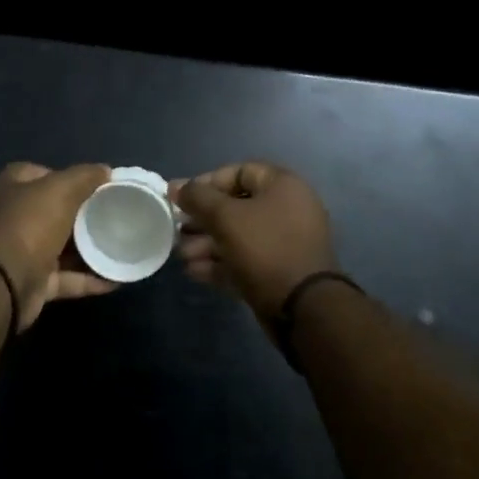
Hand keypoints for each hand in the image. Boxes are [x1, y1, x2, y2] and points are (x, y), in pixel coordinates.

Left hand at [0, 162, 115, 330]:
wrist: (4, 283)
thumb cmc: (29, 225)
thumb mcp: (61, 189)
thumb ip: (84, 176)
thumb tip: (105, 170)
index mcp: (12, 188)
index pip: (40, 174)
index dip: (66, 176)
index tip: (95, 184)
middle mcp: (14, 218)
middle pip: (53, 211)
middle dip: (82, 214)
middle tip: (113, 214)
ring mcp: (23, 252)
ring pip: (62, 247)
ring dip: (89, 249)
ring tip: (121, 245)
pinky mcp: (34, 282)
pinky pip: (67, 279)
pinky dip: (89, 279)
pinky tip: (116, 279)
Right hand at [172, 162, 340, 319]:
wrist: (302, 307)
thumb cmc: (265, 248)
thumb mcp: (226, 217)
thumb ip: (198, 198)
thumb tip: (176, 187)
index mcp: (283, 186)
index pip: (239, 172)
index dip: (206, 182)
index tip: (181, 198)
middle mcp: (287, 210)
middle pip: (236, 207)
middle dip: (202, 219)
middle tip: (177, 230)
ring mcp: (284, 243)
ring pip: (238, 237)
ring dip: (206, 244)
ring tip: (182, 255)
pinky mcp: (278, 272)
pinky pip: (244, 260)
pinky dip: (220, 263)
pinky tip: (193, 271)